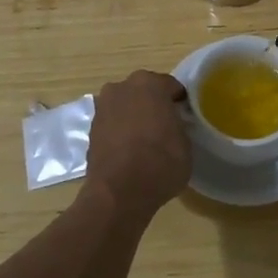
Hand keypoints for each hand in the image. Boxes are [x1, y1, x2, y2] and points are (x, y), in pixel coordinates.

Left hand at [84, 70, 190, 220]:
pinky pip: (113, 123)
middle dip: (154, 105)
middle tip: (166, 127)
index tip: (184, 118)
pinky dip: (120, 131)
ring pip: (126, 106)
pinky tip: (129, 150)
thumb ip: (179, 125)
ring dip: (134, 117)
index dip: (179, 103)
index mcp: (149, 83)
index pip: (170, 87)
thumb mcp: (186, 144)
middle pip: (144, 92)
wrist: (118, 193)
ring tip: (146, 141)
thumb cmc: (160, 163)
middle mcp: (122, 87)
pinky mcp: (91, 128)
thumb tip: (173, 125)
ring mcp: (102, 106)